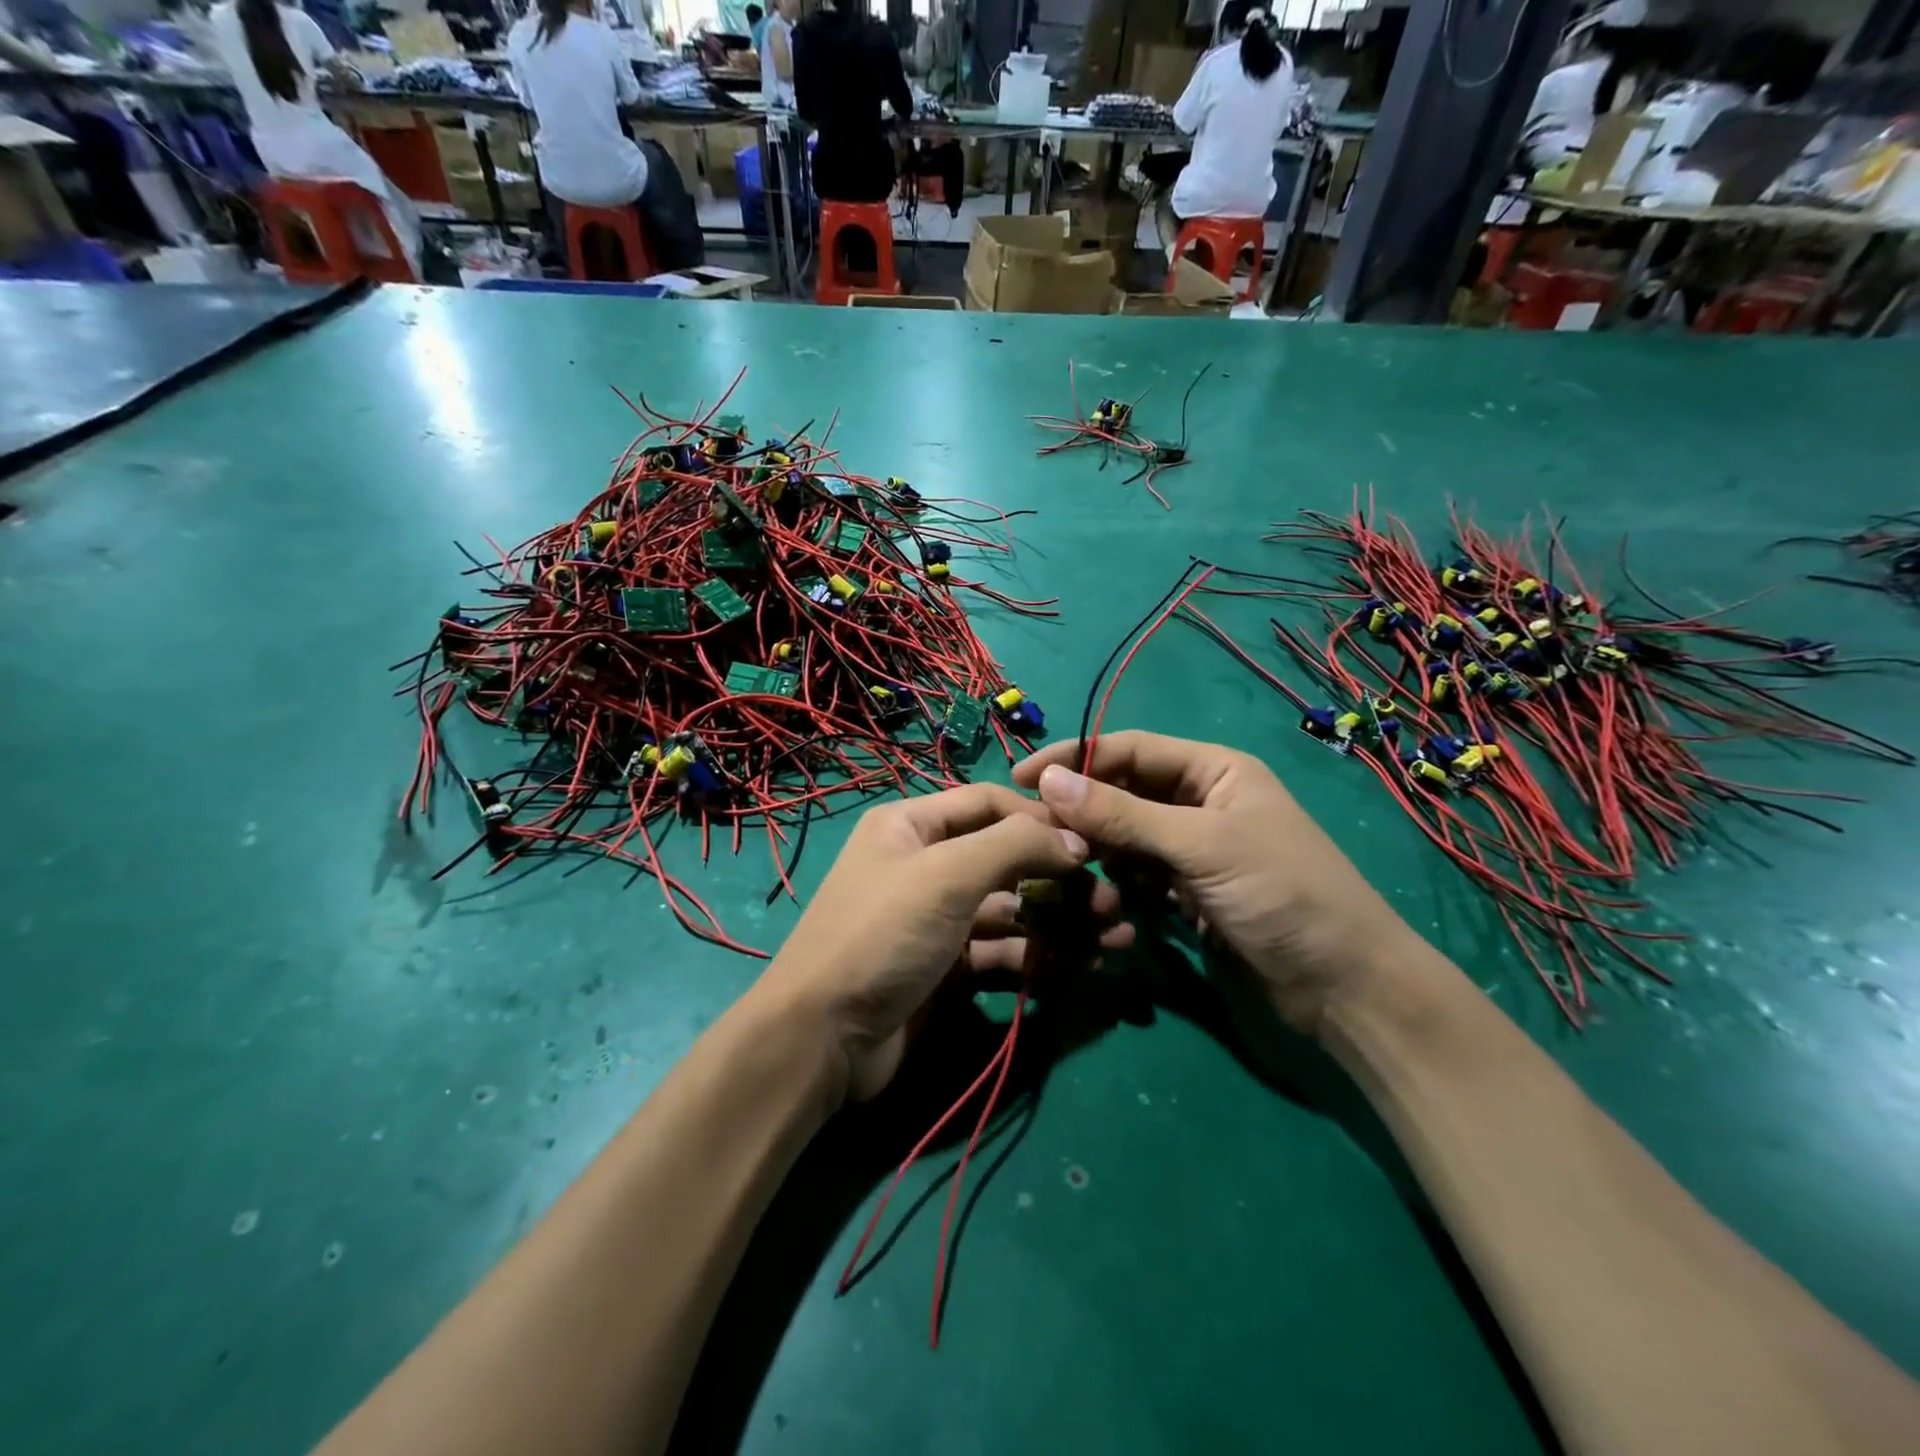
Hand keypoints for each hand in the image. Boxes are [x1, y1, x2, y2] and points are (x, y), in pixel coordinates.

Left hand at [758, 784, 1133, 1104]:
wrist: (822, 1040)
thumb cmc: (883, 935)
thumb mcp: (947, 875)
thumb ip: (1015, 845)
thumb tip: (1076, 840)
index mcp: (912, 826)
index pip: (990, 803)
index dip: (1042, 819)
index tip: (1094, 842)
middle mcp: (926, 866)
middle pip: (1007, 860)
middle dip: (1062, 879)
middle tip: (1115, 903)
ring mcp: (937, 920)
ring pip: (1012, 910)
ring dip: (1062, 922)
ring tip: (1116, 939)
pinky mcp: (947, 969)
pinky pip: (1003, 953)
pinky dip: (1040, 957)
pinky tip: (1082, 966)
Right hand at [1014, 731, 1420, 1036]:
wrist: (1345, 990)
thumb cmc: (1282, 895)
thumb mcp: (1201, 845)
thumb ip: (1123, 814)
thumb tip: (1049, 780)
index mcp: (1214, 771)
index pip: (1130, 750)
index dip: (1075, 759)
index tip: (1021, 778)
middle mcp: (1202, 802)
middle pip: (1125, 793)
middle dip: (1085, 810)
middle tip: (1035, 832)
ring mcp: (1195, 851)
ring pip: (1127, 838)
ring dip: (1100, 852)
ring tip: (1070, 870)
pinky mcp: (1190, 894)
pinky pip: (1139, 876)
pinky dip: (1120, 885)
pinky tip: (1108, 902)